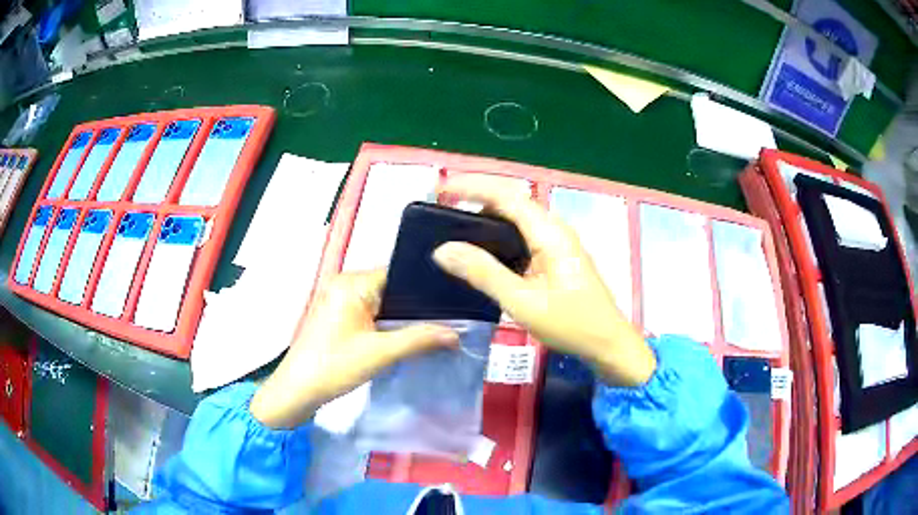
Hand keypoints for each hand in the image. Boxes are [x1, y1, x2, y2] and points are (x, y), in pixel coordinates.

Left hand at [250, 270, 458, 428]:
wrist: (297, 391)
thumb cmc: (335, 367)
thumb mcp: (381, 353)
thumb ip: (419, 339)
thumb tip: (456, 334)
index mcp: (352, 282)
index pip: (398, 274)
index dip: (425, 289)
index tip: (452, 302)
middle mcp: (344, 283)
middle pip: (391, 287)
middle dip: (416, 305)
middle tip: (449, 319)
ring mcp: (338, 299)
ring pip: (381, 301)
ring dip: (401, 316)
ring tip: (434, 327)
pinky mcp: (337, 315)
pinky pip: (369, 311)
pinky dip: (386, 322)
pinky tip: (405, 335)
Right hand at [433, 176, 655, 385]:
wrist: (608, 343)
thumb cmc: (571, 324)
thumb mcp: (522, 302)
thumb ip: (483, 273)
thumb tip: (443, 250)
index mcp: (550, 233)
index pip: (507, 196)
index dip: (472, 187)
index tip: (441, 190)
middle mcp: (555, 229)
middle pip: (512, 201)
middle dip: (476, 197)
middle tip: (442, 210)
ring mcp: (558, 242)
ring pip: (517, 218)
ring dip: (487, 217)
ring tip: (455, 227)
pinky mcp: (556, 256)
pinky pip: (523, 235)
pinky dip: (499, 235)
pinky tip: (483, 252)